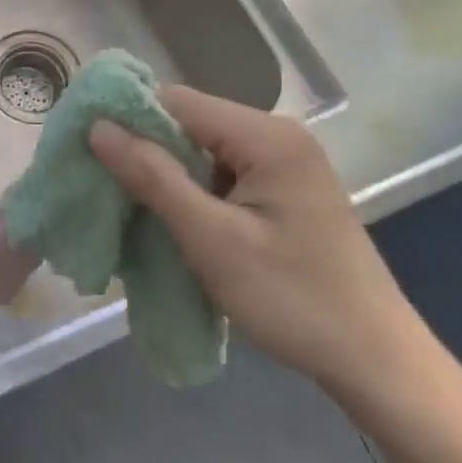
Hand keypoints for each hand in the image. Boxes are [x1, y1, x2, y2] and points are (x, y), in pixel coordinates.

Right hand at [88, 86, 423, 397]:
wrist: (376, 362)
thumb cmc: (293, 299)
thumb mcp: (212, 239)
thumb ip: (153, 177)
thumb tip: (98, 127)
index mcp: (266, 136)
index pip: (176, 100)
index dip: (127, 118)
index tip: (86, 147)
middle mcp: (278, 136)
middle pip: (189, 122)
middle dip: (144, 149)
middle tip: (101, 182)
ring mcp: (284, 163)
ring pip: (201, 150)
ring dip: (165, 174)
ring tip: (128, 204)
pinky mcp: (284, 190)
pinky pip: (221, 174)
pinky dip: (191, 191)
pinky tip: (171, 219)